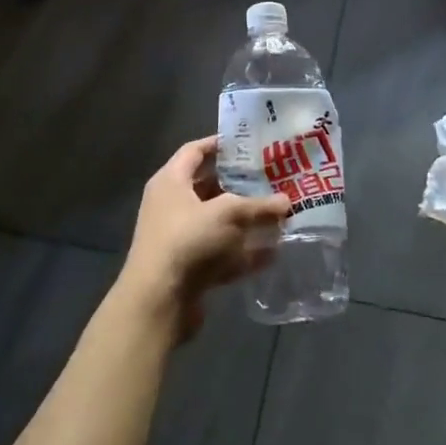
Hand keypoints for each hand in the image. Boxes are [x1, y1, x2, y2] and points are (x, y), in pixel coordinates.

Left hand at [119, 136, 290, 340]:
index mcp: (171, 181)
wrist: (158, 300)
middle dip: (240, 184)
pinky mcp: (189, 267)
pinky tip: (272, 252)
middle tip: (271, 178)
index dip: (221, 144)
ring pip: (217, 221)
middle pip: (208, 187)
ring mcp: (179, 238)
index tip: (250, 143)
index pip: (195, 151)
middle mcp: (171, 205)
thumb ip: (259, 205)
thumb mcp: (229, 213)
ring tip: (278, 213)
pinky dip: (243, 252)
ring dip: (245, 219)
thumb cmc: (188, 240)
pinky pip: (221, 252)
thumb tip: (287, 201)